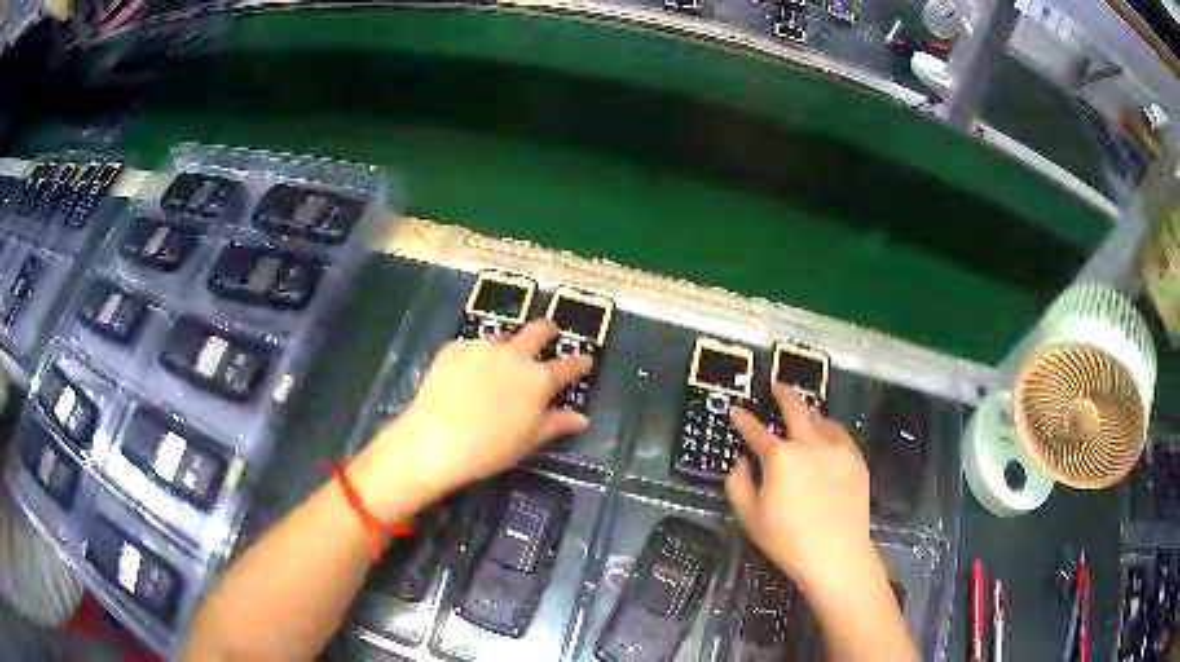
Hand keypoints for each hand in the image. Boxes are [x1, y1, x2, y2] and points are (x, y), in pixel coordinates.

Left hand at [355, 320, 590, 516]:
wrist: (435, 440)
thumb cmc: (489, 449)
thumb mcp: (528, 441)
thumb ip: (556, 424)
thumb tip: (581, 419)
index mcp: (538, 379)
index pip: (568, 365)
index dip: (579, 362)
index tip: (584, 360)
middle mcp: (514, 355)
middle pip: (538, 330)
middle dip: (548, 330)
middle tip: (550, 335)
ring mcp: (482, 347)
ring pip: (503, 338)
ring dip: (507, 346)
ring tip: (498, 363)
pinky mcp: (455, 347)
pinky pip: (473, 347)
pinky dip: (476, 357)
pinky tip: (467, 375)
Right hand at [726, 384, 878, 601]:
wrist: (837, 553)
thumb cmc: (787, 540)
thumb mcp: (750, 517)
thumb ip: (738, 484)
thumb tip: (741, 462)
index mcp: (780, 457)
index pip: (756, 431)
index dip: (743, 419)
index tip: (736, 410)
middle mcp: (809, 443)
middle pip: (795, 408)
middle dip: (782, 394)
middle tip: (776, 385)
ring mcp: (836, 448)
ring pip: (821, 417)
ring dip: (808, 410)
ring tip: (802, 409)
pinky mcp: (855, 458)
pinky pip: (840, 432)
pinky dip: (829, 427)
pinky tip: (826, 433)